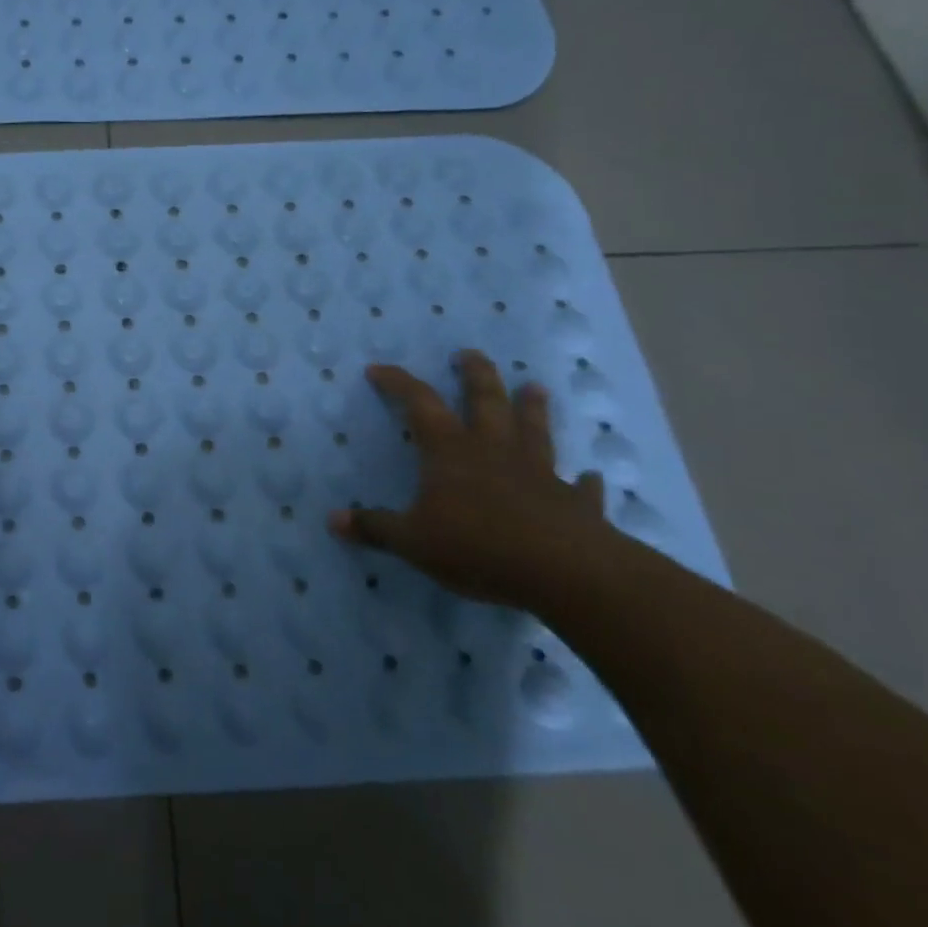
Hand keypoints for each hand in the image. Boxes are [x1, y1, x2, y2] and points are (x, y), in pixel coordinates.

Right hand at [329, 350, 610, 608]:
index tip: (378, 369)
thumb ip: (376, 528)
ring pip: (535, 431)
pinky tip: (594, 478)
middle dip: (476, 375)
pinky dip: (586, 483)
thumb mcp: (413, 541)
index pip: (419, 404)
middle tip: (470, 353)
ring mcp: (540, 474)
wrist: (566, 573)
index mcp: (450, 451)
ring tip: (535, 387)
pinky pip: (582, 489)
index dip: (397, 383)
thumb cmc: (479, 547)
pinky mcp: (577, 505)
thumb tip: (333, 520)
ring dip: (534, 409)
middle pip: (485, 401)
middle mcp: (494, 451)